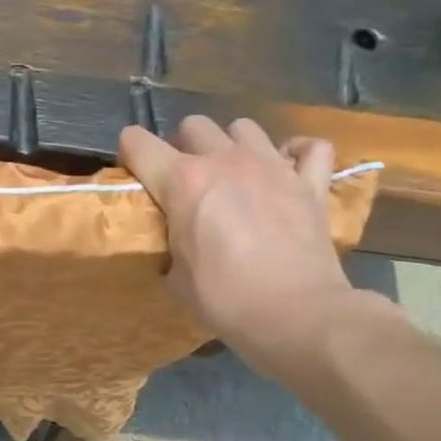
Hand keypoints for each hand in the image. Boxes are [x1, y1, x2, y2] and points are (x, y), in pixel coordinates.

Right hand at [120, 117, 381, 378]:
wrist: (296, 314)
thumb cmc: (225, 299)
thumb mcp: (176, 280)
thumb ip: (170, 250)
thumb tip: (175, 252)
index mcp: (182, 181)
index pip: (138, 143)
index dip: (129, 154)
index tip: (134, 174)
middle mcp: (225, 160)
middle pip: (193, 125)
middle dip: (183, 146)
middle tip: (185, 180)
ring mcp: (273, 166)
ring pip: (244, 127)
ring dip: (232, 145)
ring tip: (234, 174)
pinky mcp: (311, 184)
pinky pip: (310, 148)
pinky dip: (298, 154)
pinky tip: (289, 169)